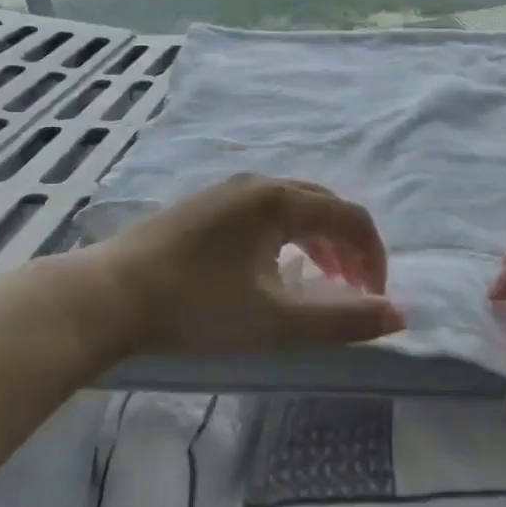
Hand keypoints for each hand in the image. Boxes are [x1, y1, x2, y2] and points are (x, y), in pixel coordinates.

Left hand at [34, 176, 403, 363]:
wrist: (107, 296)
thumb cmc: (197, 307)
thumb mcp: (277, 322)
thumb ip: (343, 320)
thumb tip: (399, 316)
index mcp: (280, 200)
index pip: (349, 216)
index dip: (373, 255)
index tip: (376, 296)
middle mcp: (257, 184)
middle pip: (323, 205)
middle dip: (347, 246)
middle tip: (353, 288)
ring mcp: (226, 192)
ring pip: (292, 207)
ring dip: (317, 240)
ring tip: (321, 279)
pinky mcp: (203, 207)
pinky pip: (264, 212)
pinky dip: (286, 236)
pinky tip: (272, 268)